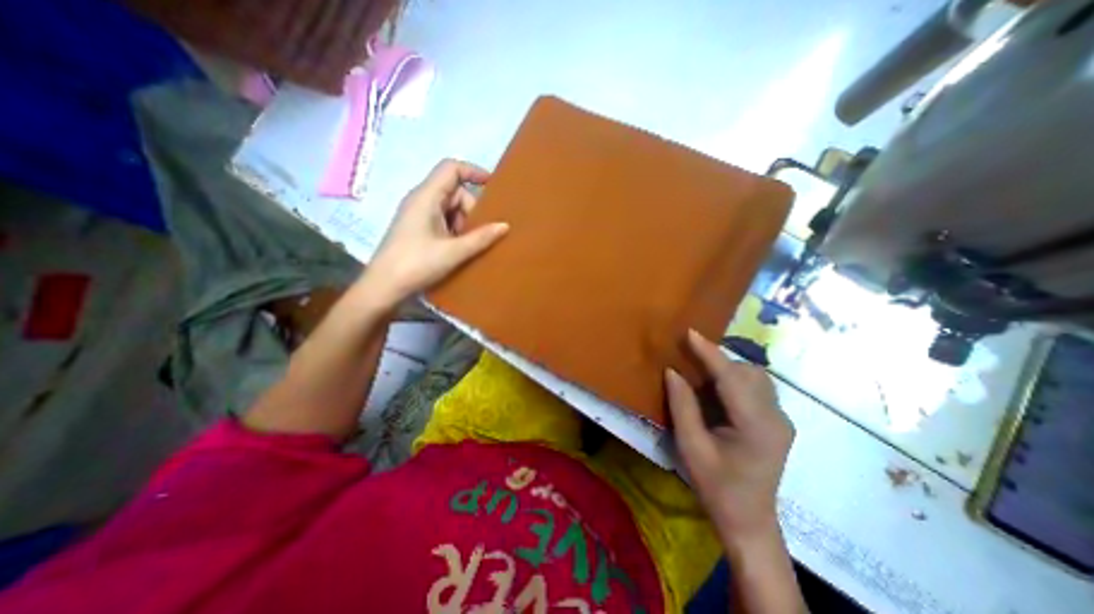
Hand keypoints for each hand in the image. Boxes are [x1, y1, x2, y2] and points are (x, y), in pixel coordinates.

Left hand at [363, 161, 508, 309]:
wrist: (384, 287)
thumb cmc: (417, 264)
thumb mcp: (454, 252)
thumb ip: (481, 238)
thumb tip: (505, 226)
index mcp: (426, 197)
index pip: (451, 168)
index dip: (473, 171)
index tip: (493, 186)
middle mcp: (421, 200)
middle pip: (454, 191)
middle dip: (471, 210)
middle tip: (479, 233)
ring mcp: (418, 215)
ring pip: (450, 208)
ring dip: (464, 223)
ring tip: (469, 246)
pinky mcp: (418, 228)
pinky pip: (443, 220)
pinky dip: (455, 230)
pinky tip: (460, 248)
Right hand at [668, 332, 795, 540]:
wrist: (748, 520)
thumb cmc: (716, 487)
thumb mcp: (691, 447)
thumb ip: (682, 406)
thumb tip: (672, 371)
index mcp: (757, 426)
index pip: (732, 378)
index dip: (710, 353)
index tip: (690, 332)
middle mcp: (777, 417)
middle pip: (748, 373)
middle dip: (717, 360)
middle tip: (688, 356)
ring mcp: (782, 419)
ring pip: (755, 377)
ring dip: (727, 368)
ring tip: (700, 373)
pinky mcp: (778, 422)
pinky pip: (756, 387)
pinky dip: (734, 379)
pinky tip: (717, 389)